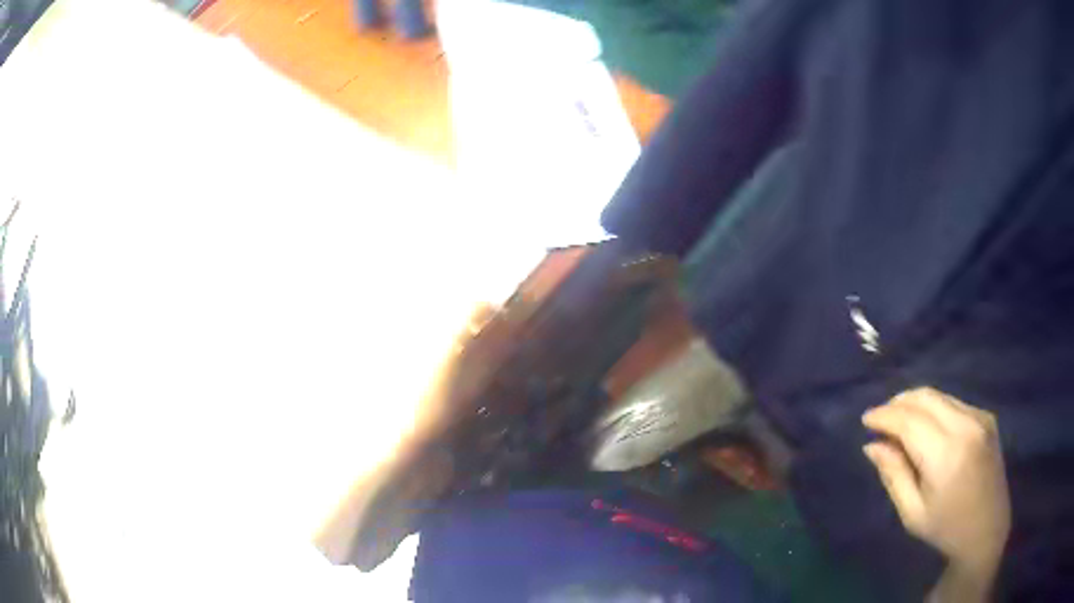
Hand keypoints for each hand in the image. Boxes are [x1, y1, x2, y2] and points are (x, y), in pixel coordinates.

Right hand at [862, 388, 1009, 599]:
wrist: (987, 528)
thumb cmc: (946, 529)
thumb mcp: (913, 513)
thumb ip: (894, 475)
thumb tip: (872, 445)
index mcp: (946, 455)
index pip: (909, 420)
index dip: (885, 416)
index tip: (865, 419)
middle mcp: (965, 426)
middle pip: (925, 397)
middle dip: (898, 402)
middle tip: (880, 418)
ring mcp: (979, 418)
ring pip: (940, 396)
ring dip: (915, 403)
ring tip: (899, 421)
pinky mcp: (986, 417)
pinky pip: (953, 403)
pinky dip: (934, 408)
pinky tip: (926, 427)